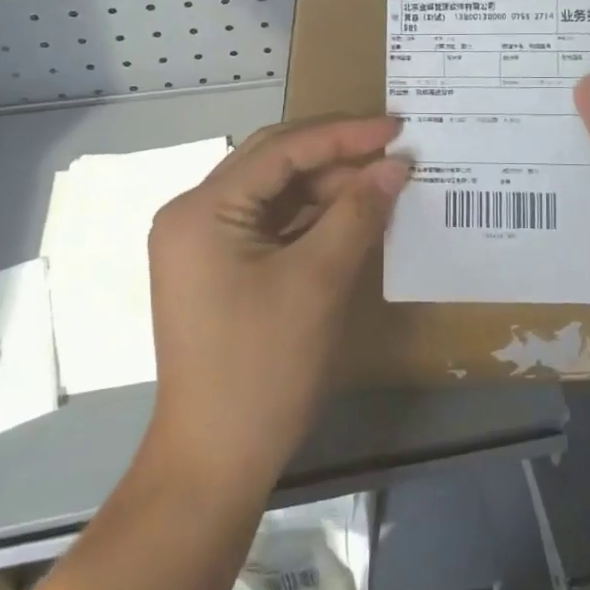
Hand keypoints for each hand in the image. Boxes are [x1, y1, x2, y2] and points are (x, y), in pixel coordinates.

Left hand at [145, 116, 408, 491]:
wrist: (215, 462)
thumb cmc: (263, 367)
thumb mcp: (319, 281)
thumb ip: (359, 211)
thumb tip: (396, 165)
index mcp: (202, 209)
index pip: (282, 150)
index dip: (344, 135)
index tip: (396, 128)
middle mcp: (193, 215)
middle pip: (274, 163)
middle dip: (336, 154)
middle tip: (392, 148)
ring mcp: (203, 243)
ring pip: (275, 193)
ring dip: (327, 186)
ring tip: (382, 181)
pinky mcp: (219, 268)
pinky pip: (271, 224)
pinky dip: (313, 217)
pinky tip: (354, 214)